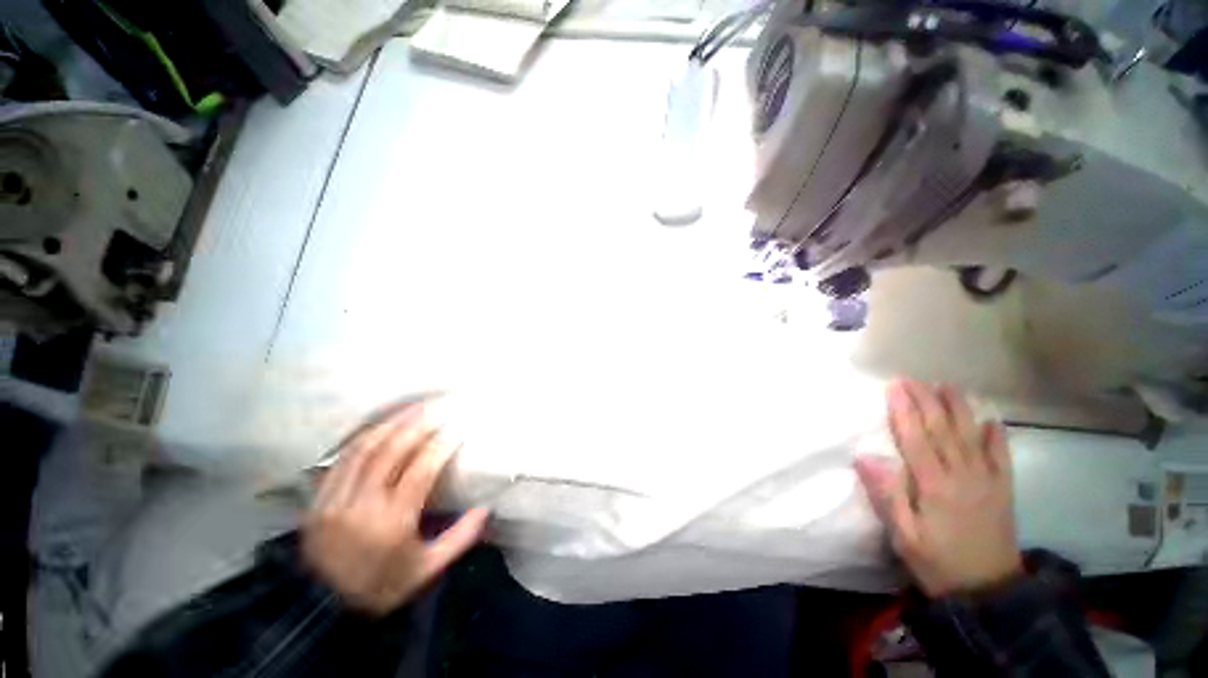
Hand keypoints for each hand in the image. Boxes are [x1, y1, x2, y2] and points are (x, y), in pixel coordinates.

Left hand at [302, 401, 488, 614]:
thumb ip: (460, 538)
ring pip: (365, 449)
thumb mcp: (427, 570)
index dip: (442, 444)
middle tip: (439, 405)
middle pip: (392, 451)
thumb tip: (487, 508)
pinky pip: (342, 459)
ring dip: (391, 423)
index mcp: (393, 523)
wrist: (320, 610)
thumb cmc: (381, 588)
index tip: (459, 426)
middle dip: (419, 423)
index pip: (421, 470)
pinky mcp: (318, 500)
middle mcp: (362, 506)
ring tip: (413, 407)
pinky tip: (380, 426)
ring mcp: (335, 500)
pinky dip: (364, 438)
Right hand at [856, 381, 1022, 598]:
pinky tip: (991, 420)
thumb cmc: (937, 562)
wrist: (988, 592)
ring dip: (959, 409)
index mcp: (935, 486)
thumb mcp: (903, 536)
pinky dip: (997, 436)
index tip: (894, 387)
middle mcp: (963, 476)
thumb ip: (887, 495)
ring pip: (971, 436)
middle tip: (913, 378)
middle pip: (943, 431)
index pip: (916, 439)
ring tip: (947, 386)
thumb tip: (865, 457)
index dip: (904, 410)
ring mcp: (987, 481)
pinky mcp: (1003, 490)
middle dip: (927, 401)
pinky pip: (1001, 457)